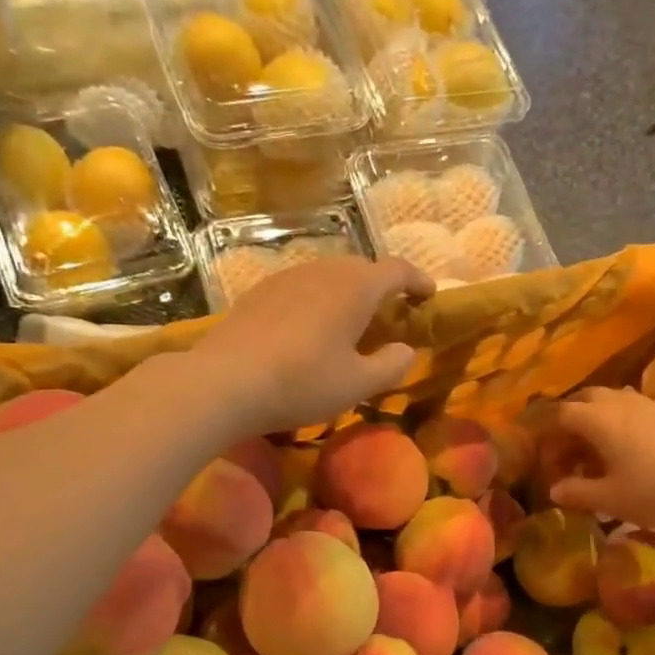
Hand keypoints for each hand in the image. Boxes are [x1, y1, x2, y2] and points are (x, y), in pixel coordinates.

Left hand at [194, 257, 432, 432]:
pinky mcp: (260, 292)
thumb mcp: (357, 384)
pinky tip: (309, 329)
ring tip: (350, 323)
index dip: (418, 281)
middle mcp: (323, 270)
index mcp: (355, 287)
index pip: (397, 270)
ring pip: (329, 276)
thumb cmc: (302, 382)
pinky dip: (318, 301)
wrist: (225, 381)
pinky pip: (302, 288)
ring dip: (347, 294)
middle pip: (362, 269)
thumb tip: (406, 350)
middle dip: (382, 288)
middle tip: (390, 316)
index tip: (429, 295)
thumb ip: (391, 365)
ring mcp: (287, 277)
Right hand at [541, 387, 654, 530]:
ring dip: (594, 420)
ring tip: (592, 450)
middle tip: (564, 450)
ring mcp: (647, 405)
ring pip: (609, 401)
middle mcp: (619, 403)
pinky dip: (616, 423)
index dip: (545, 434)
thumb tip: (554, 489)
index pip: (559, 415)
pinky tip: (624, 450)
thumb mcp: (609, 499)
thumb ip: (577, 492)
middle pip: (583, 399)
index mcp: (598, 419)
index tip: (542, 457)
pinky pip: (630, 409)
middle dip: (568, 421)